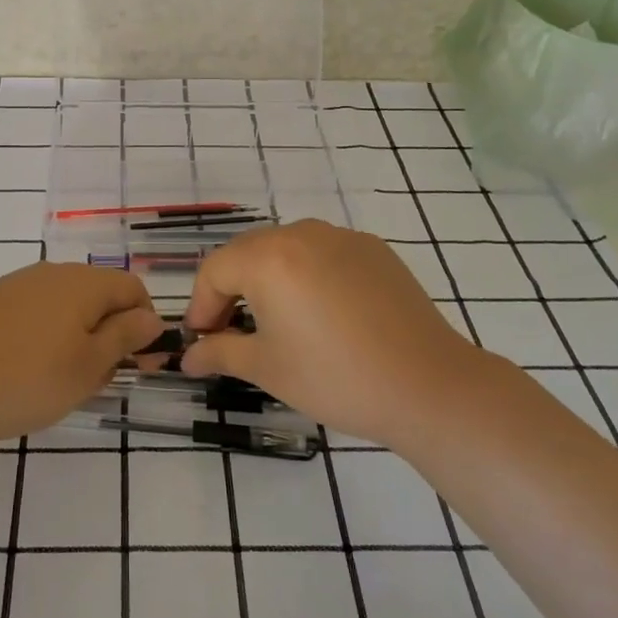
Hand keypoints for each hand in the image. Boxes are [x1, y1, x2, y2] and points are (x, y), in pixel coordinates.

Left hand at [0, 262, 163, 446]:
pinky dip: (42, 340)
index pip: (133, 289)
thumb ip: (124, 338)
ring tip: (60, 384)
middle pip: (99, 296)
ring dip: (76, 340)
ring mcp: (14, 286)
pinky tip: (22, 374)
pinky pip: (32, 315)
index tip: (141, 366)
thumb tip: (151, 317)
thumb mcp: (85, 367)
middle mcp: (51, 273)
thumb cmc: (19, 378)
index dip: (146, 325)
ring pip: (64, 307)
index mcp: (83, 283)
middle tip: (98, 383)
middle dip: (110, 336)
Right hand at [179, 220, 487, 451]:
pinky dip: (307, 275)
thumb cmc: (335, 377)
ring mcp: (341, 237)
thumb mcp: (268, 368)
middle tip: (230, 334)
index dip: (200, 306)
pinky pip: (323, 253)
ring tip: (275, 322)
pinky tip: (322, 314)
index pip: (215, 271)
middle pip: (247, 253)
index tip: (201, 342)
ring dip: (268, 279)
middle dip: (230, 290)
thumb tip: (188, 356)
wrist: (428, 384)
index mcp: (268, 258)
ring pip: (286, 249)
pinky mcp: (373, 249)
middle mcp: (301, 233)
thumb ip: (220, 353)